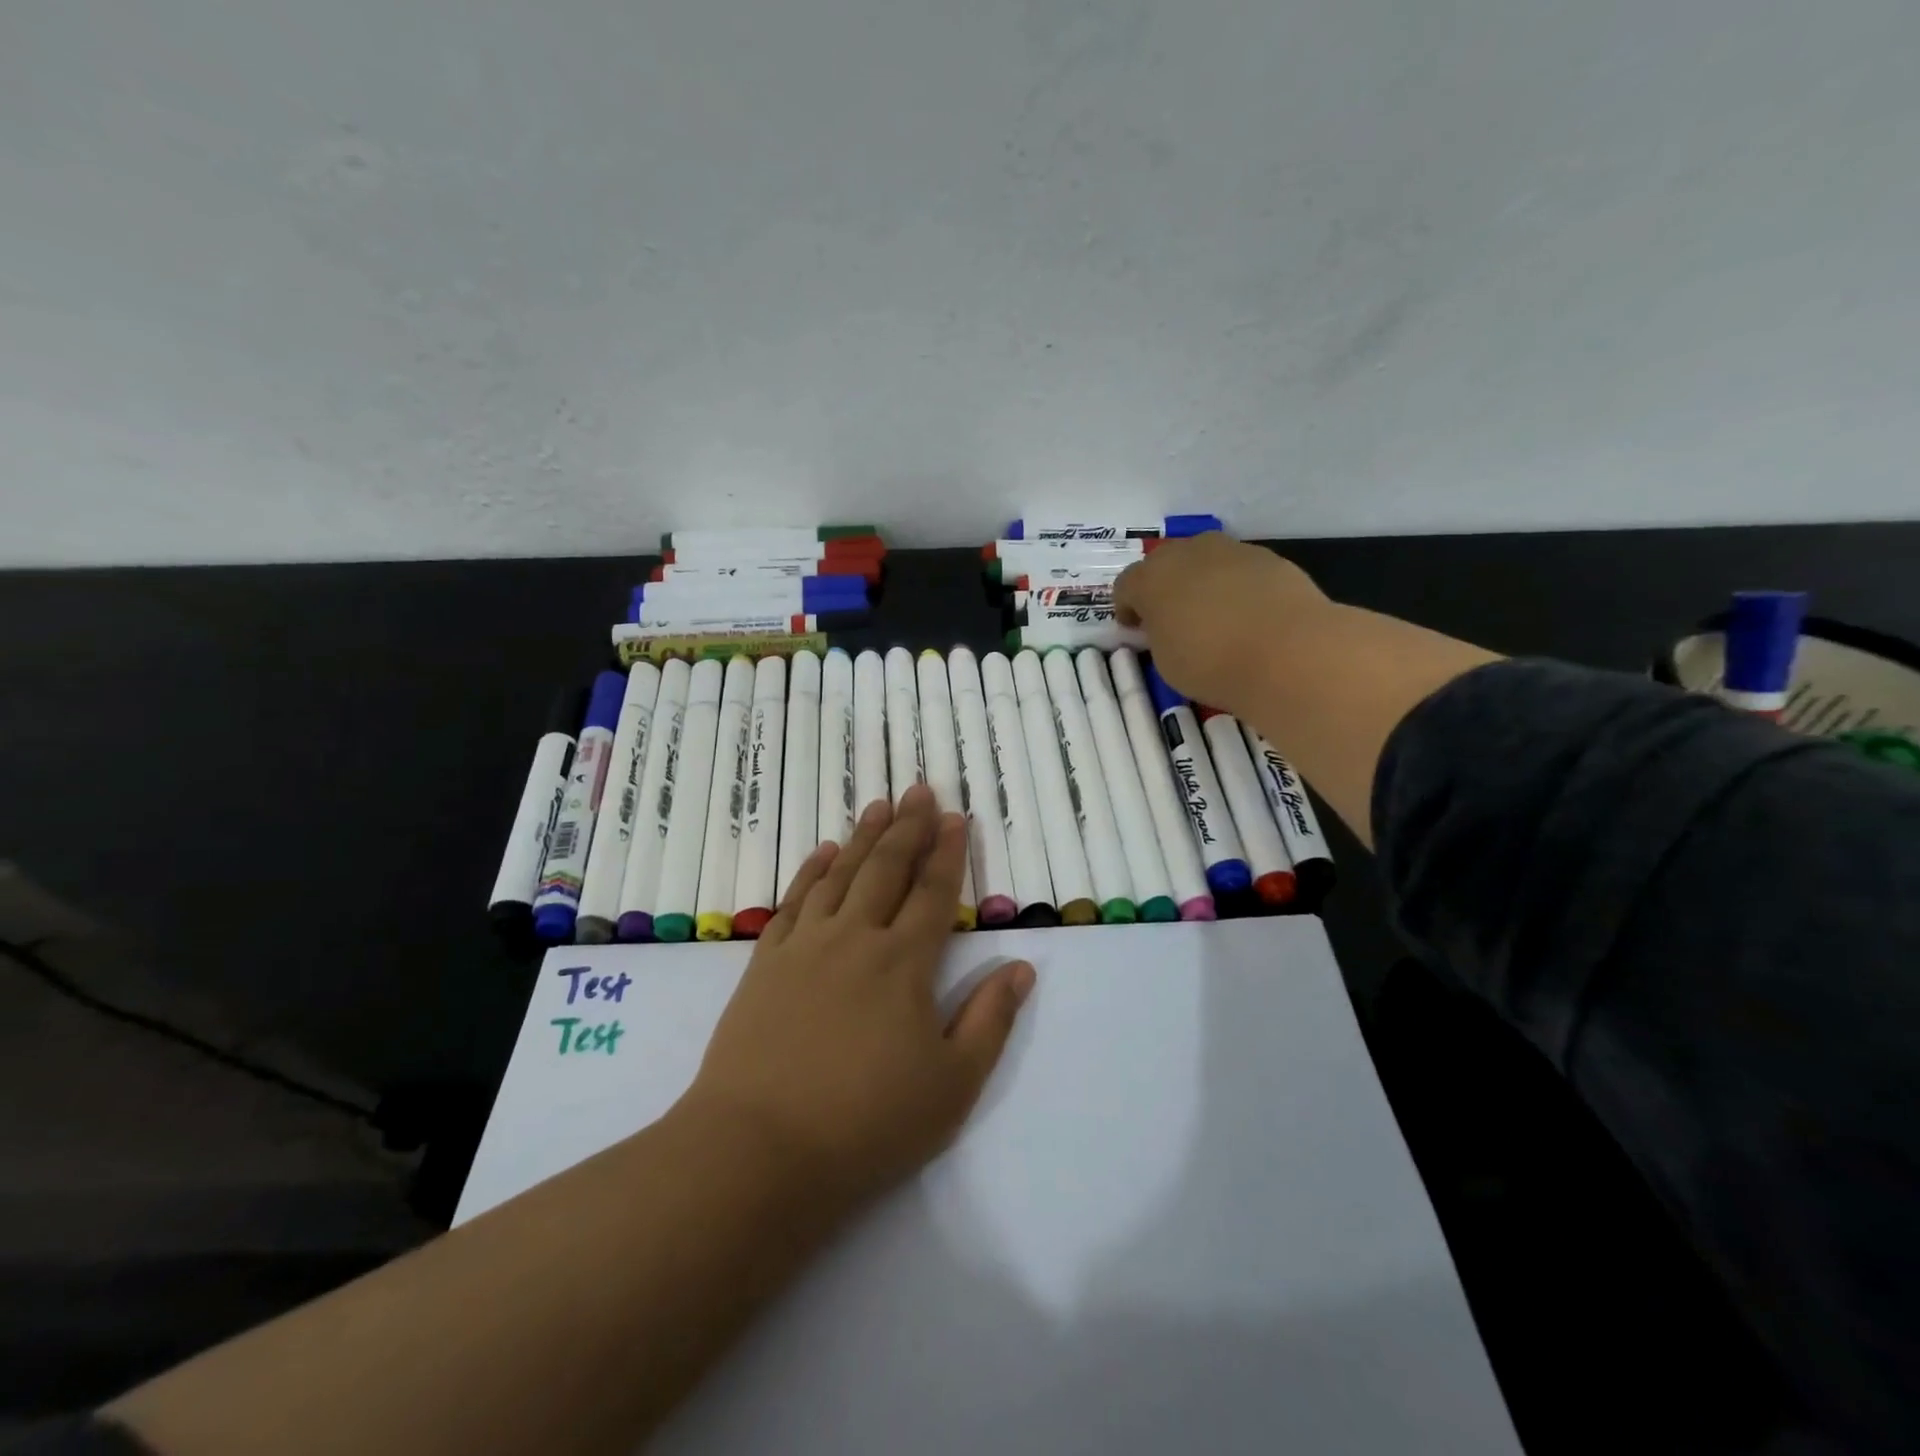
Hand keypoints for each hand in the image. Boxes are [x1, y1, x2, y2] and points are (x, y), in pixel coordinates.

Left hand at [679, 785, 1035, 1211]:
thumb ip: (990, 1021)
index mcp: (904, 964)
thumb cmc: (866, 1124)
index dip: (948, 853)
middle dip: (909, 827)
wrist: (758, 1149)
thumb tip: (1022, 968)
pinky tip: (824, 852)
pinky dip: (811, 871)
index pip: (934, 893)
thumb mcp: (951, 1085)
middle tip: (920, 790)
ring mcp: (805, 946)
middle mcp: (856, 938)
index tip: (957, 818)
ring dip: (864, 837)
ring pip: (841, 875)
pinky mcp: (765, 962)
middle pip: (887, 869)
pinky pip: (793, 901)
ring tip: (880, 805)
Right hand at [1115, 535, 1332, 715]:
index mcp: (1151, 578)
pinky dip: (1238, 588)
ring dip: (1202, 583)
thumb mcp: (1165, 660)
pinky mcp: (1271, 559)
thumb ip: (1159, 635)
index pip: (1125, 585)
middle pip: (1165, 563)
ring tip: (1214, 617)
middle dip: (1164, 587)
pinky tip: (1249, 617)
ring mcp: (1232, 551)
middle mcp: (1188, 553)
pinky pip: (1241, 571)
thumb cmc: (1210, 662)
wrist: (1288, 652)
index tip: (1134, 629)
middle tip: (1171, 618)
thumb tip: (1167, 626)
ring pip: (1206, 562)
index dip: (1126, 608)